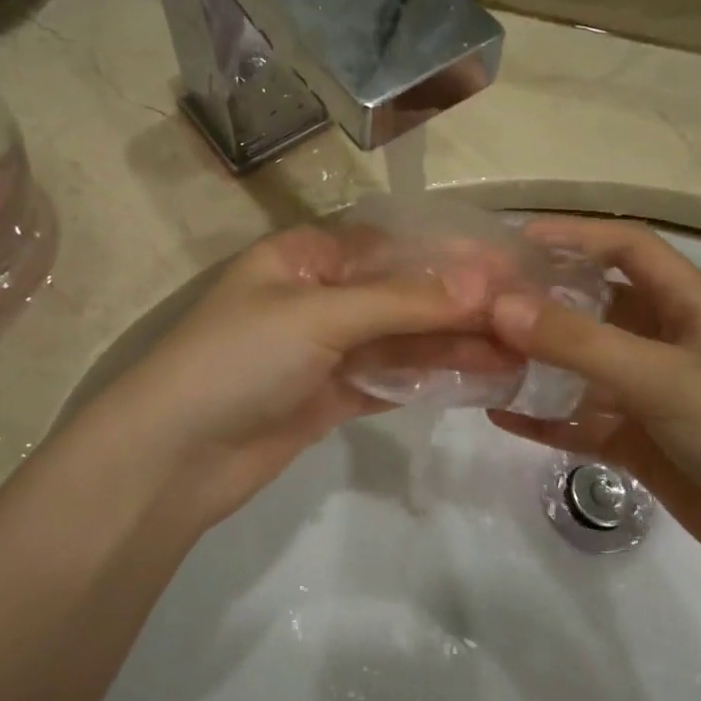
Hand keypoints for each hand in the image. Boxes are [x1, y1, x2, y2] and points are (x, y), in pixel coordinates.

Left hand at [91, 227, 490, 529]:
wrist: (174, 456)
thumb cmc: (239, 359)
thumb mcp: (318, 315)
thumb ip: (402, 301)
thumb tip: (483, 284)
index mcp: (304, 257)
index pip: (390, 245)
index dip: (448, 255)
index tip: (508, 268)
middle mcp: (317, 296)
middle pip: (400, 293)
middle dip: (458, 304)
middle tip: (526, 315)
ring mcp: (325, 350)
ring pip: (400, 339)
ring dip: (452, 343)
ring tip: (516, 350)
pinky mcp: (331, 396)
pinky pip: (389, 379)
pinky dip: (428, 378)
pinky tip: (478, 379)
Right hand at [487, 219, 700, 596]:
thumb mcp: (660, 376)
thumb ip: (577, 341)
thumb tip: (498, 306)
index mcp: (691, 303)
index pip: (627, 246)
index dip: (574, 234)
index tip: (513, 241)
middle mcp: (670, 339)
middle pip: (597, 303)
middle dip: (542, 298)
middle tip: (480, 301)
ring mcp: (654, 394)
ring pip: (583, 364)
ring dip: (537, 360)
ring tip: (477, 354)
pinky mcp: (643, 442)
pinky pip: (582, 419)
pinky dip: (545, 417)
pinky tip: (499, 415)